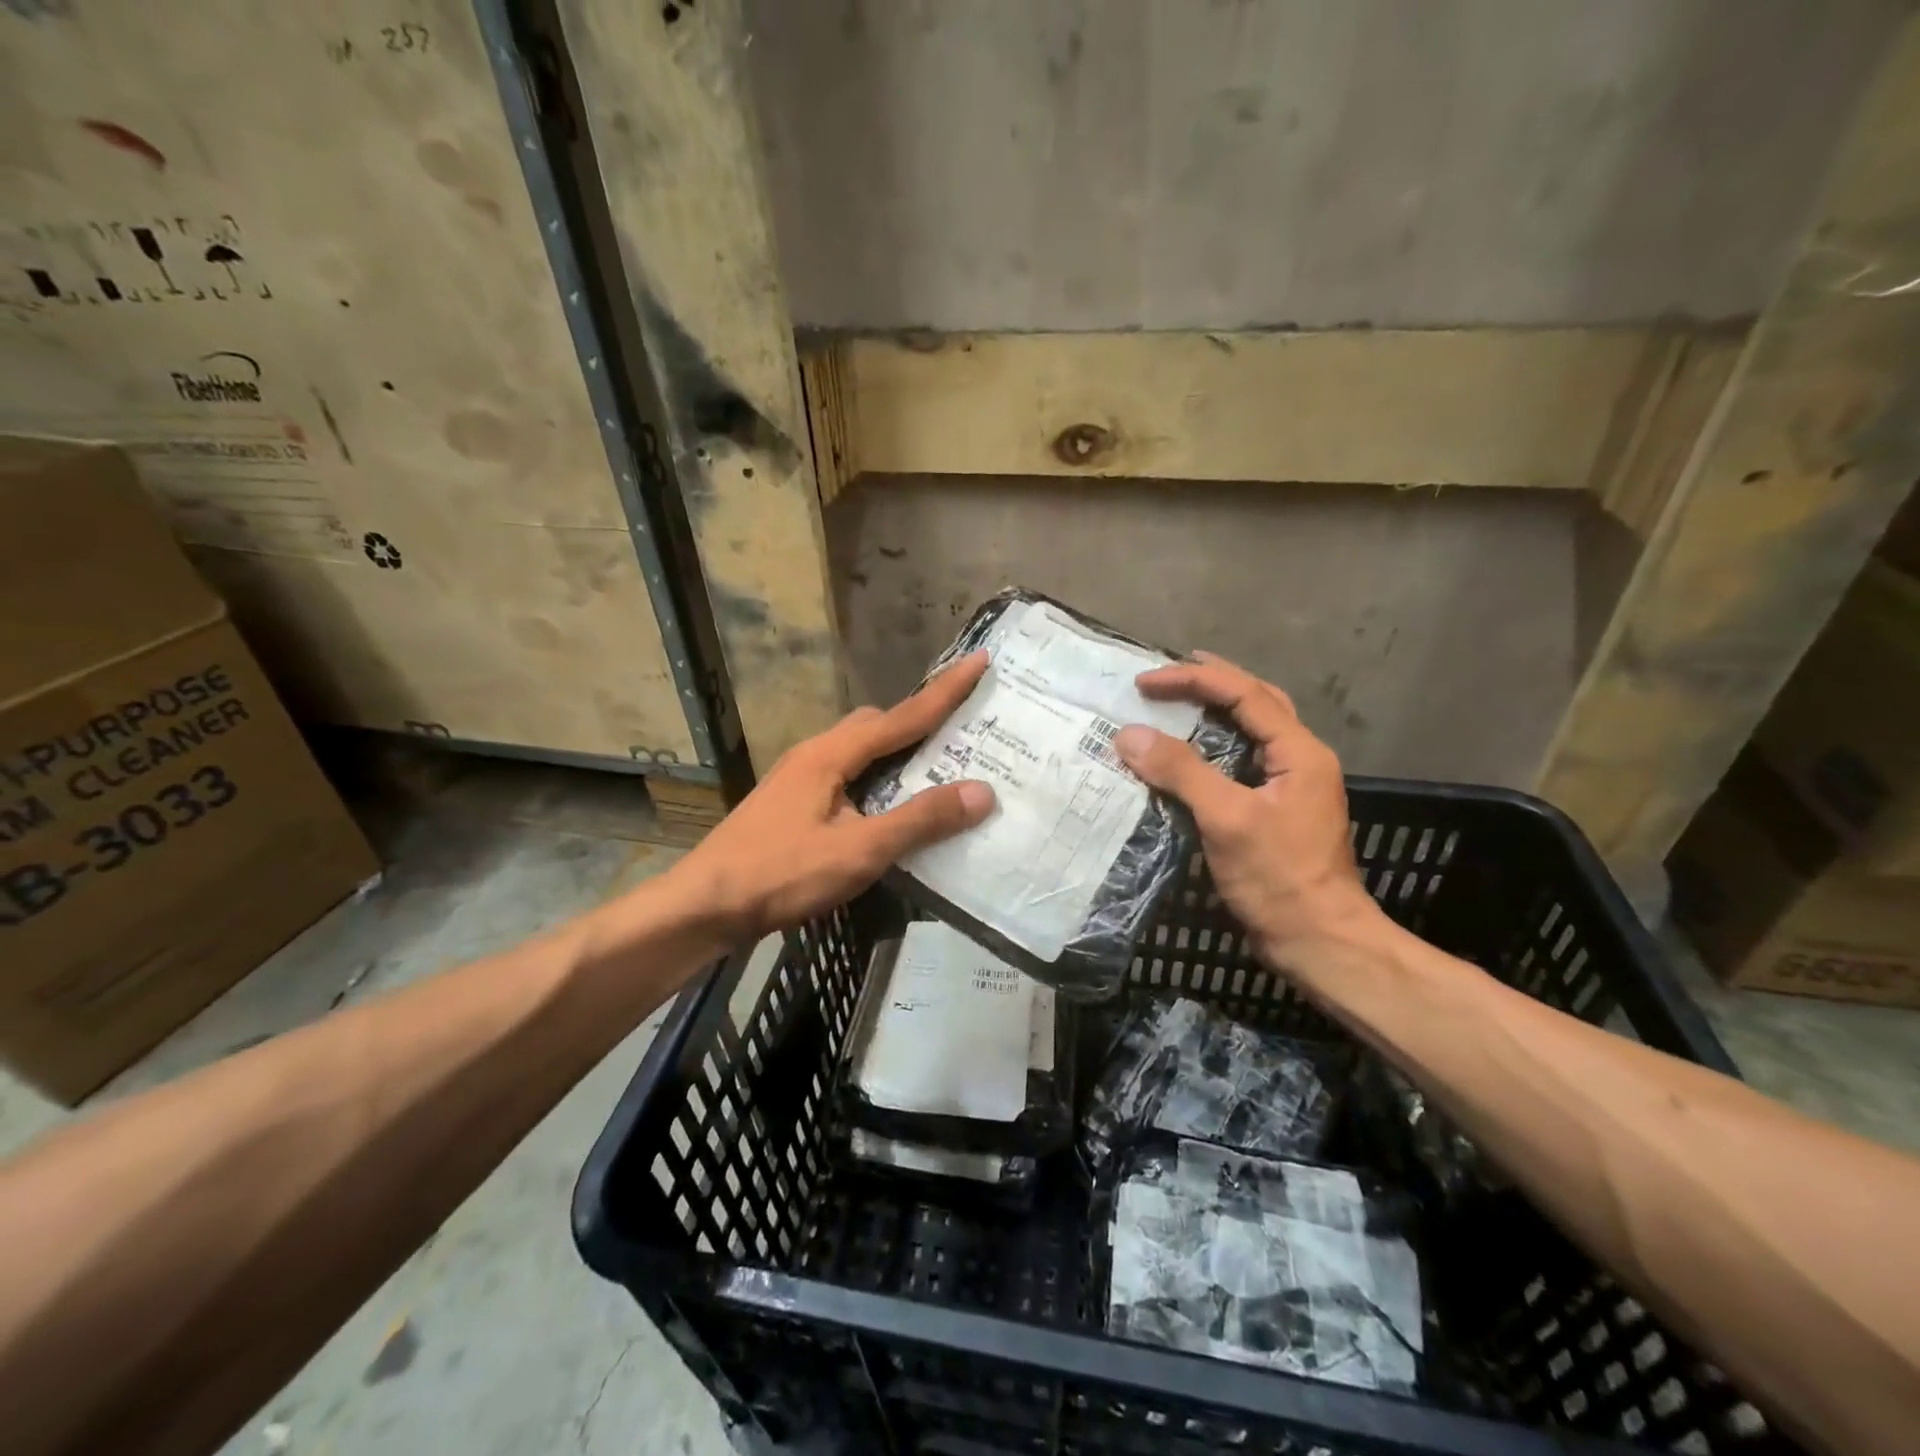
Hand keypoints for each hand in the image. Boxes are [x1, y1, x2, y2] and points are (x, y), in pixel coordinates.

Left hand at [674, 653, 995, 941]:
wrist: (704, 906)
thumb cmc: (782, 873)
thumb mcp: (860, 850)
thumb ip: (920, 820)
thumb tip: (983, 792)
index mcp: (832, 754)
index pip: (903, 715)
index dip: (945, 690)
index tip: (980, 660)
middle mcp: (815, 754)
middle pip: (877, 726)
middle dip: (920, 722)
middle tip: (963, 734)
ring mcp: (800, 778)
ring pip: (860, 751)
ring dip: (898, 754)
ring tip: (935, 773)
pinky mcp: (793, 803)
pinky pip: (848, 775)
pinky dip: (878, 780)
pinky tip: (889, 810)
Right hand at [1115, 652, 1382, 971]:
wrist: (1318, 941)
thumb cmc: (1278, 878)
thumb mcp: (1227, 819)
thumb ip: (1181, 772)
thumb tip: (1129, 734)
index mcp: (1299, 751)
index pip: (1244, 694)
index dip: (1193, 680)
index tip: (1145, 682)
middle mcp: (1299, 759)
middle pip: (1255, 702)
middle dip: (1210, 683)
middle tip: (1166, 676)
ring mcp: (1289, 786)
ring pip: (1250, 731)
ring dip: (1213, 712)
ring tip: (1174, 704)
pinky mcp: (1274, 811)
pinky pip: (1240, 763)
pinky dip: (1211, 749)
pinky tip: (1185, 756)